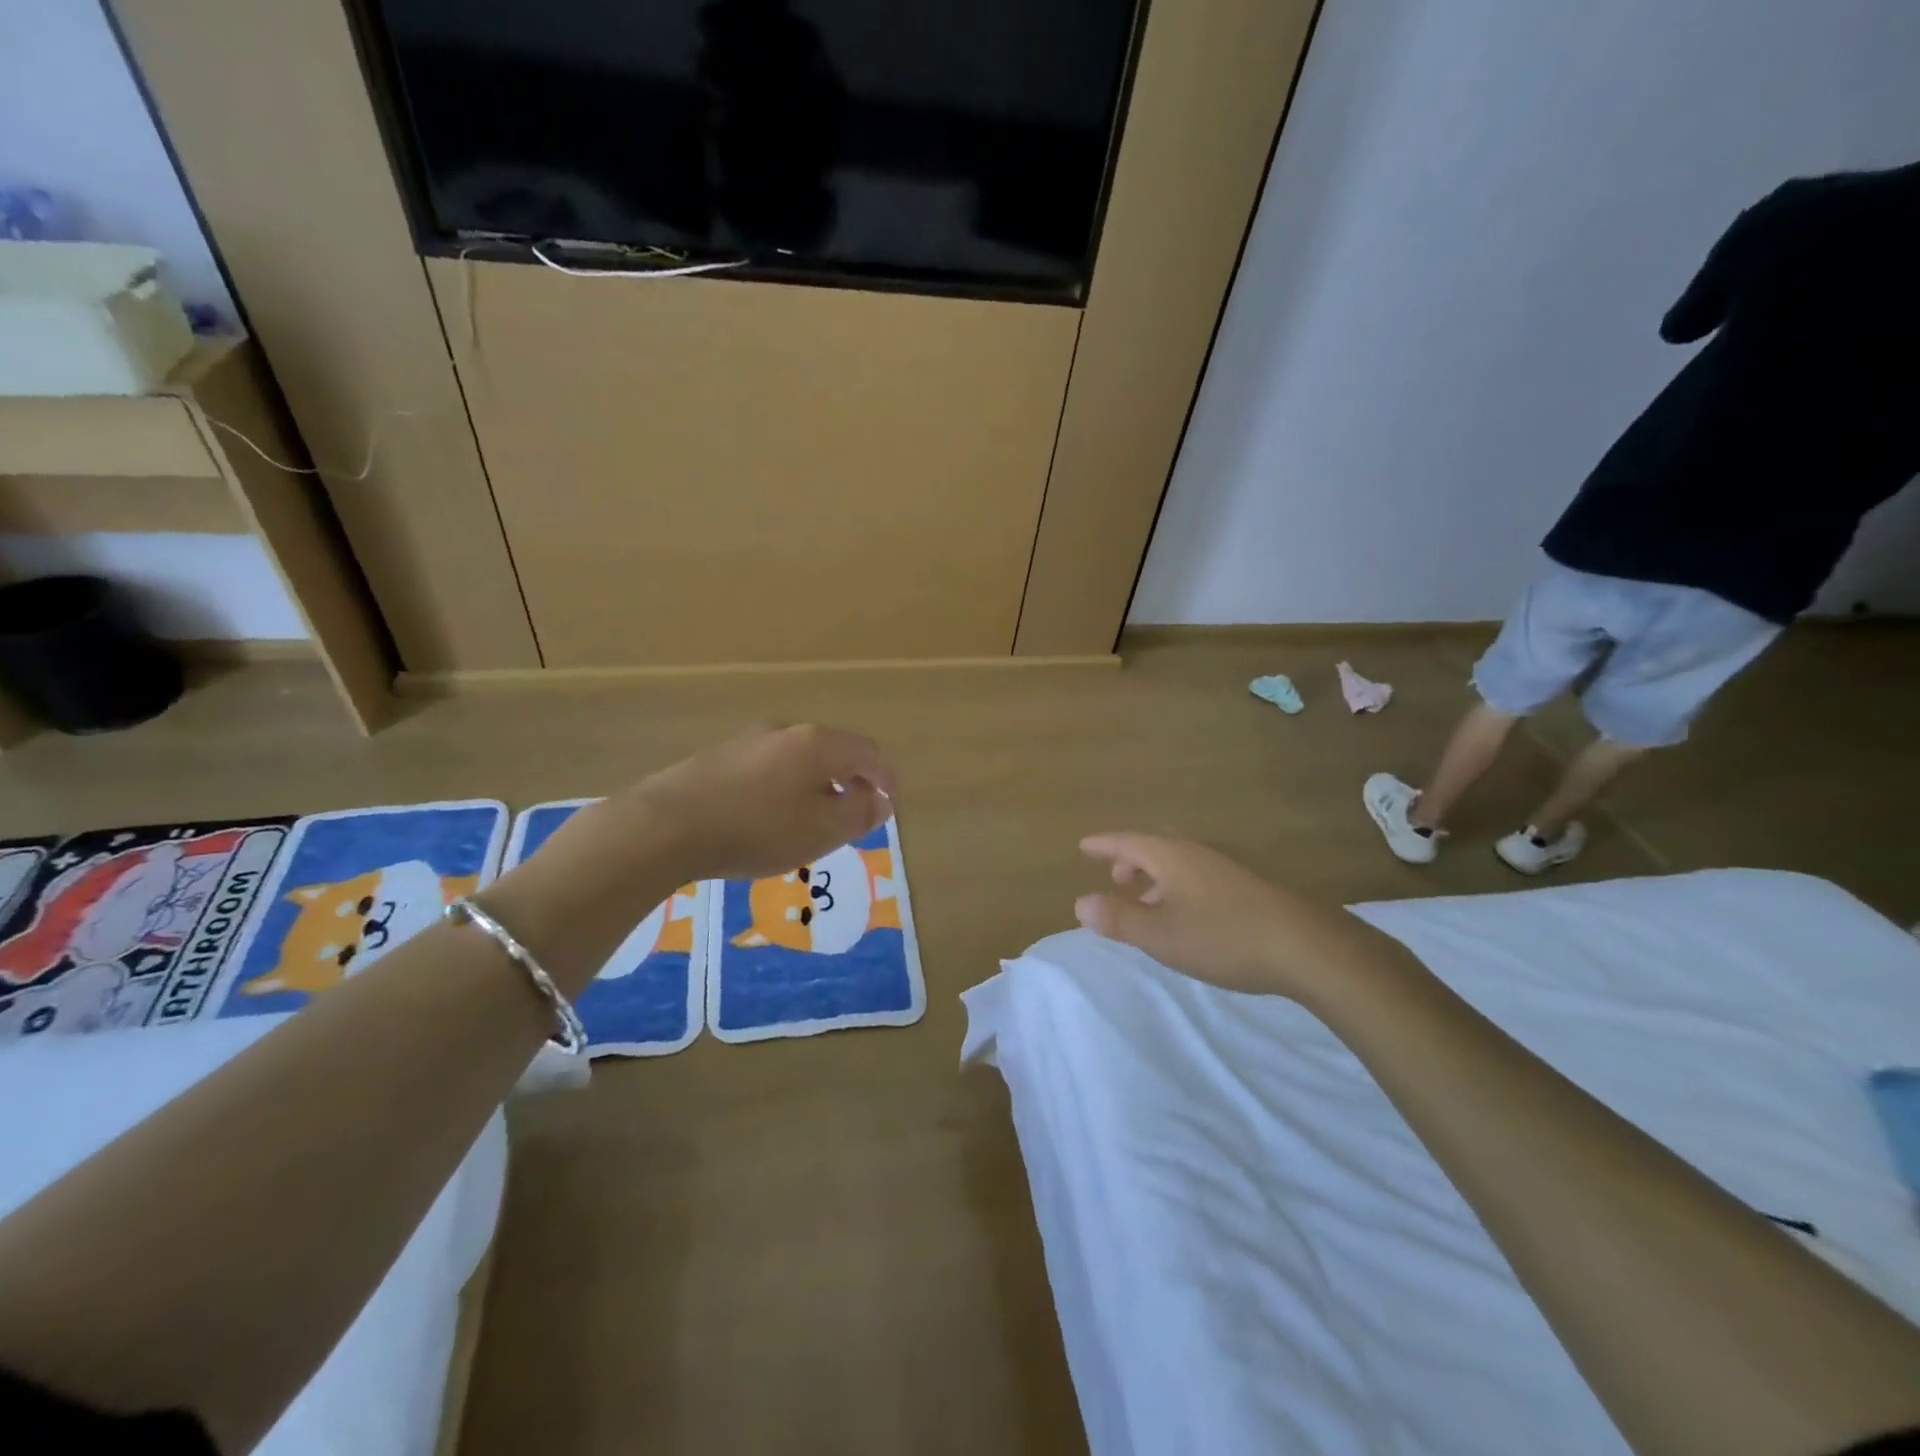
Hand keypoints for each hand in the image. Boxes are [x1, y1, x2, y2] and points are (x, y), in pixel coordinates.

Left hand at [620, 724, 896, 880]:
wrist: (665, 826)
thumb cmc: (757, 828)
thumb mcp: (821, 830)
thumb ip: (858, 814)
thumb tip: (880, 800)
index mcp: (818, 743)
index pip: (868, 753)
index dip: (886, 778)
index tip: (890, 804)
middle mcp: (787, 731)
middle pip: (834, 751)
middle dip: (851, 781)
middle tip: (855, 814)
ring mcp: (749, 740)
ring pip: (800, 759)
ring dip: (818, 784)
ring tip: (814, 819)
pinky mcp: (720, 757)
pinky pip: (770, 768)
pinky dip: (786, 787)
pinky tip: (772, 816)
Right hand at [1075, 833, 1369, 1001]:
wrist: (1306, 947)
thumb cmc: (1223, 936)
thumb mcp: (1160, 934)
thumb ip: (1119, 918)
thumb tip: (1080, 903)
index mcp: (1171, 856)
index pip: (1128, 841)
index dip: (1104, 844)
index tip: (1084, 846)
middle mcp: (1197, 852)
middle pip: (1156, 846)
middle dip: (1132, 860)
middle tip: (1116, 878)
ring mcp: (1227, 867)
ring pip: (1181, 861)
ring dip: (1157, 875)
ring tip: (1148, 901)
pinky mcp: (1249, 887)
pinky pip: (1200, 875)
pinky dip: (1180, 886)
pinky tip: (1188, 915)